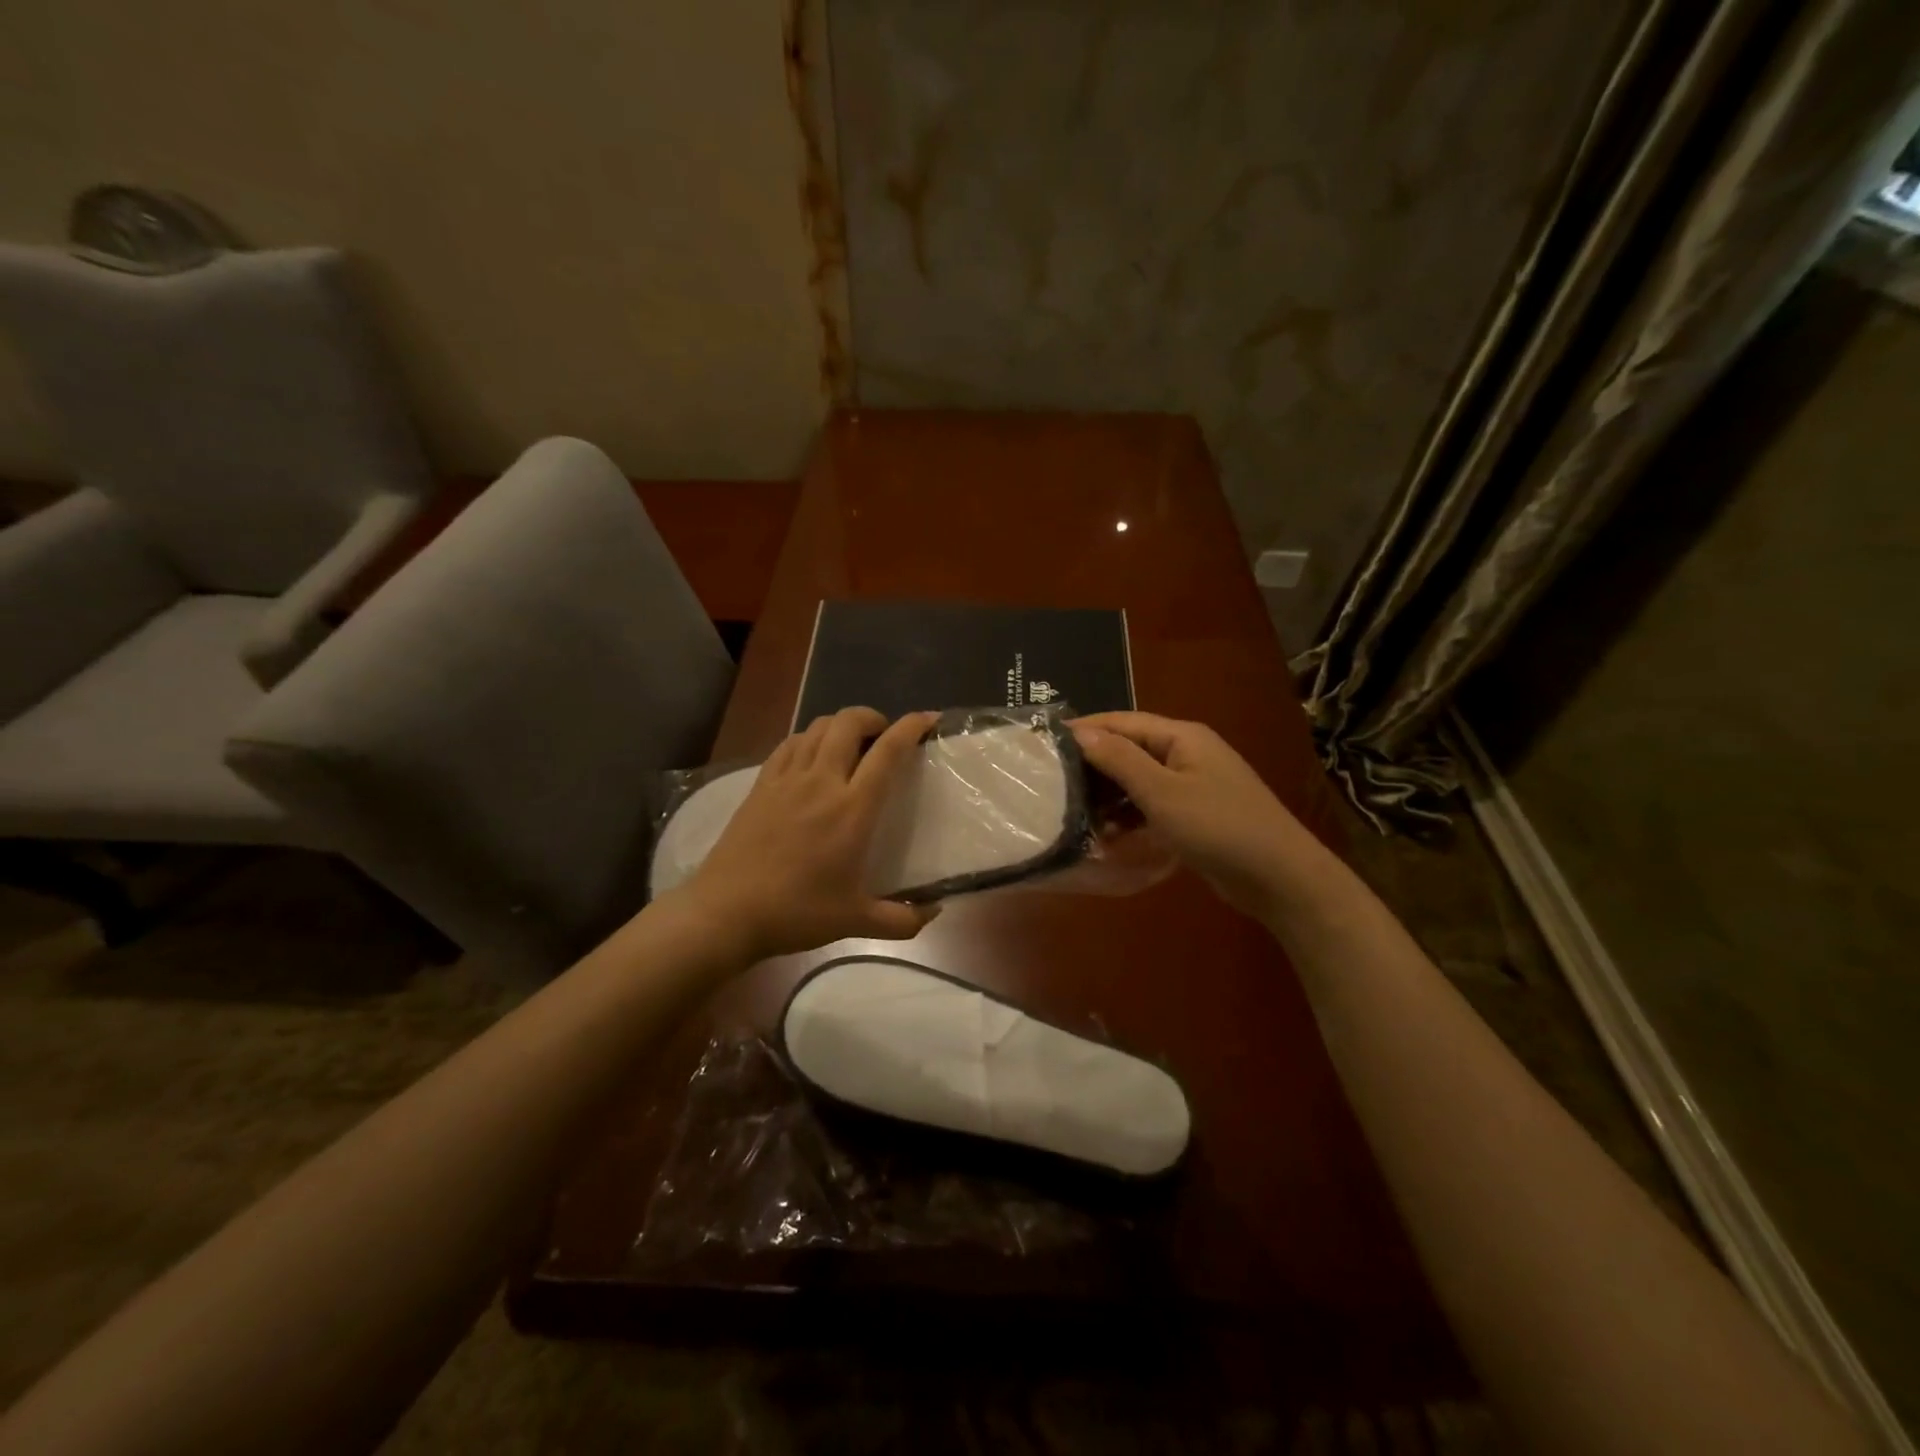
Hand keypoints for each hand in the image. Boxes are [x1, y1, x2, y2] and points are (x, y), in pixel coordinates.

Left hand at [673, 707, 941, 960]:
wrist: (726, 913)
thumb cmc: (796, 913)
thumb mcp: (856, 922)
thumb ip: (903, 920)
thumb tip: (935, 911)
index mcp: (852, 809)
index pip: (887, 751)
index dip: (911, 727)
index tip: (928, 718)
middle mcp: (821, 782)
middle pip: (849, 723)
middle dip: (872, 717)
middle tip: (883, 736)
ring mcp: (786, 779)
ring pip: (817, 727)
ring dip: (840, 725)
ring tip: (850, 743)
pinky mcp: (760, 785)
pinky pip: (788, 744)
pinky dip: (808, 738)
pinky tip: (811, 755)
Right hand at [1070, 712, 1324, 921]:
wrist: (1280, 877)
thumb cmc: (1219, 826)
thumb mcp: (1162, 792)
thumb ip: (1119, 759)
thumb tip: (1079, 731)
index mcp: (1181, 737)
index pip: (1122, 722)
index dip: (1084, 729)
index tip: (1044, 742)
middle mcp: (1186, 753)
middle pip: (1129, 750)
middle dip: (1093, 765)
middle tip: (1052, 783)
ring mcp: (1193, 785)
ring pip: (1138, 781)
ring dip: (1108, 796)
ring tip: (1072, 813)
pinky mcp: (1195, 814)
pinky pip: (1151, 806)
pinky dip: (1129, 816)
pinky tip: (1106, 835)